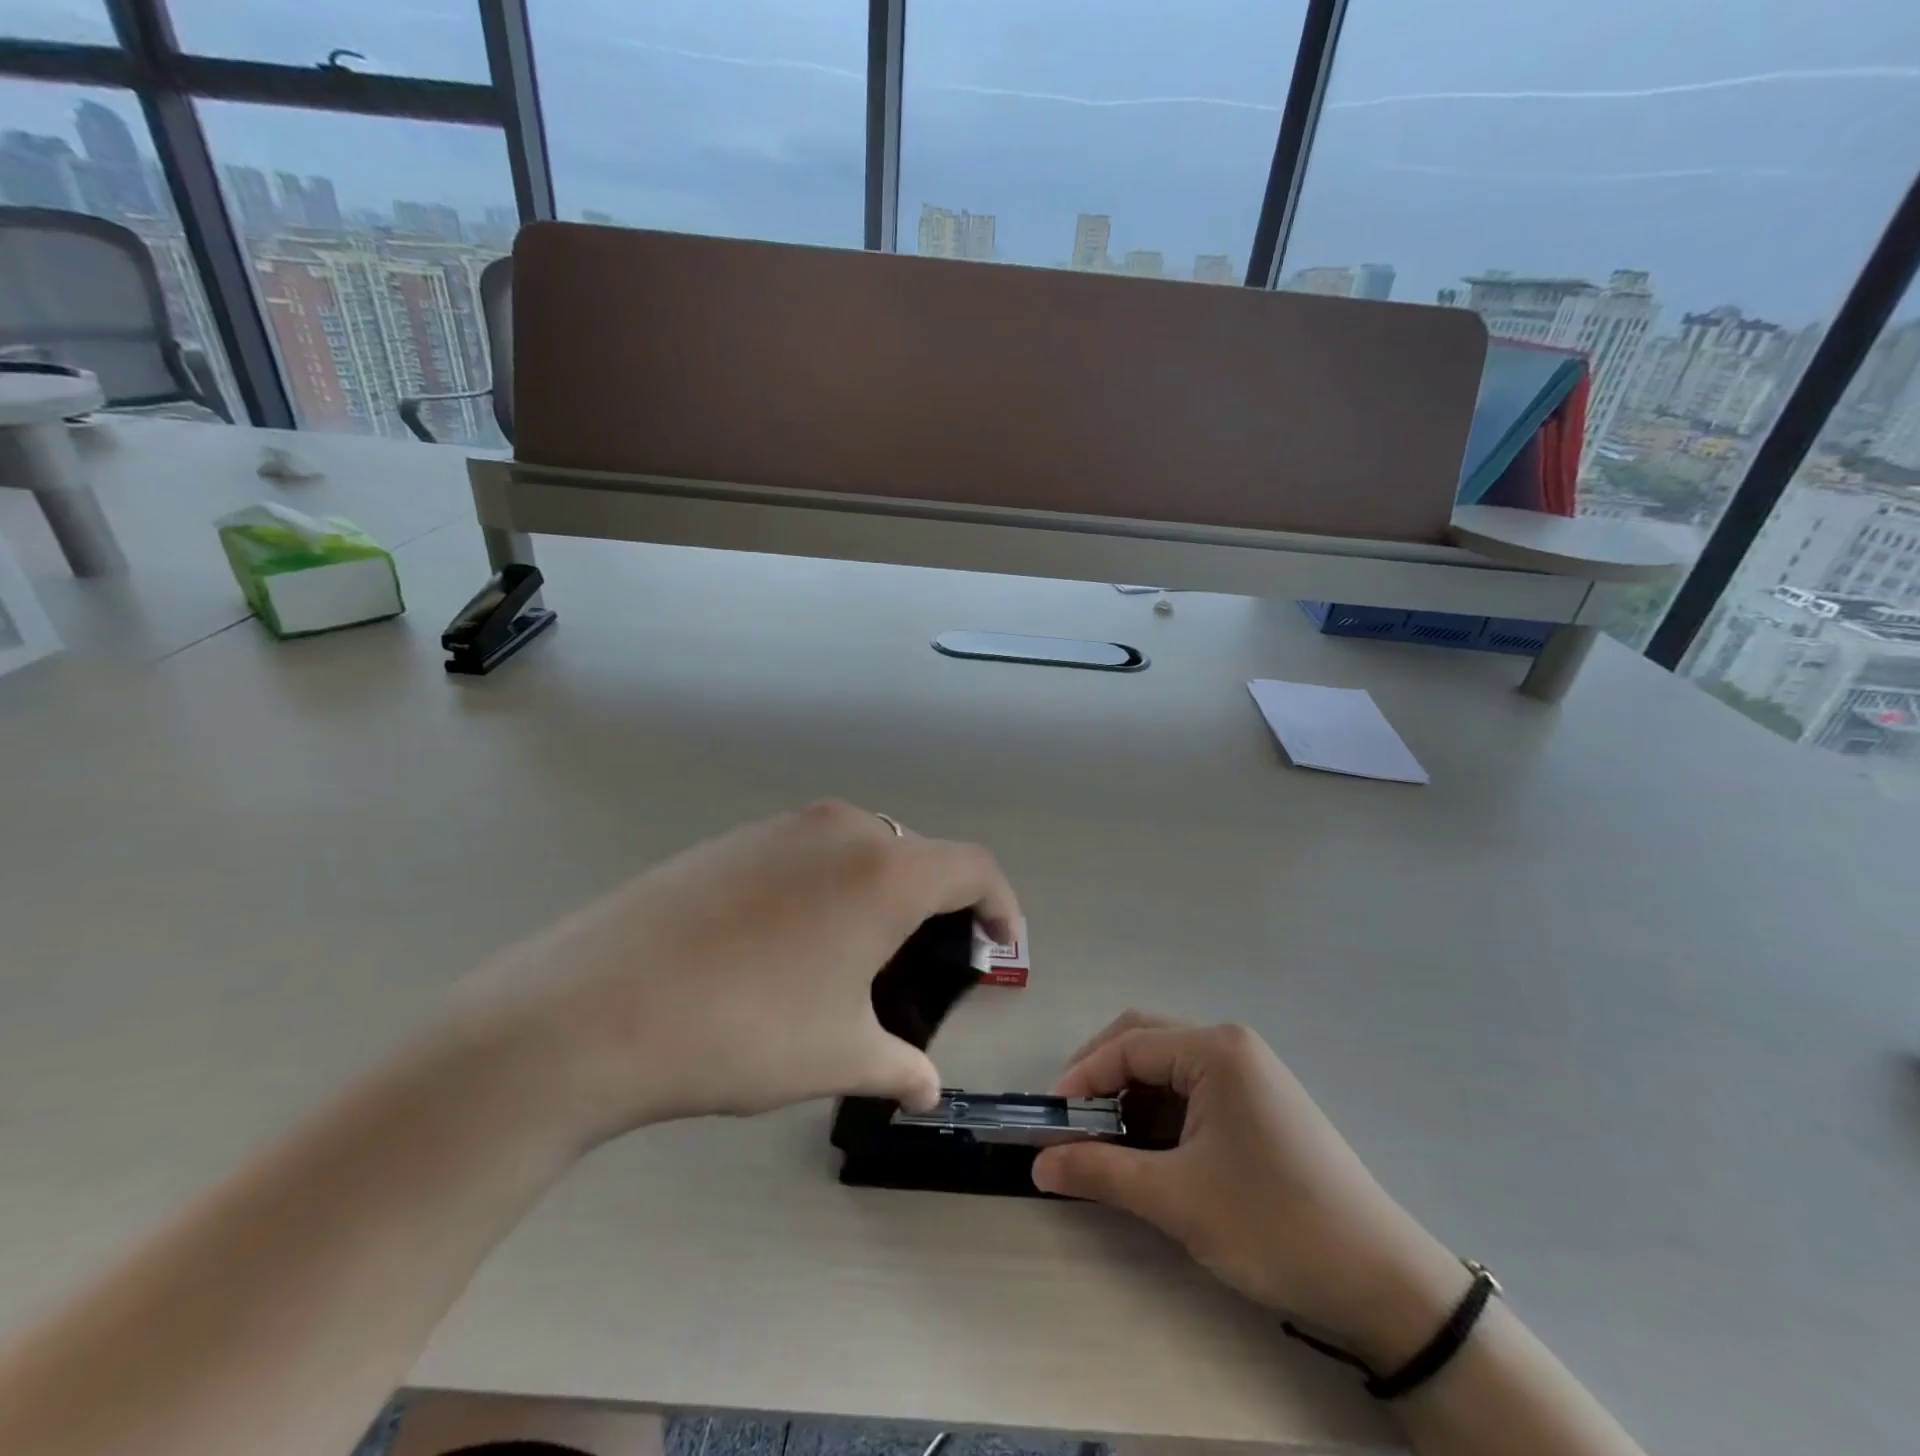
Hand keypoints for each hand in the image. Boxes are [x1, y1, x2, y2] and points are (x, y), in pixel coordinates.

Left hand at [448, 801, 1019, 1143]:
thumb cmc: (744, 1029)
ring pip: (862, 850)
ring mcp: (782, 827)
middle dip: (939, 907)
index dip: (1001, 908)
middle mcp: (842, 829)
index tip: (1000, 952)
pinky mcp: (735, 839)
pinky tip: (791, 945)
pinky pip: (810, 853)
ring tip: (857, 959)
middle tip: (927, 966)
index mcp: (885, 870)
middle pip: (919, 855)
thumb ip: (899, 1067)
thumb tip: (927, 1088)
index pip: (974, 869)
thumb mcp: (837, 1055)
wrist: (594, 1007)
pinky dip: (830, 887)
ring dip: (881, 895)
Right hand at [1032, 1014, 1468, 1367]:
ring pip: (1168, 1069)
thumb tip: (1039, 1165)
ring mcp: (1250, 1074)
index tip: (1051, 1118)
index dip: (1082, 1076)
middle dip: (1102, 1078)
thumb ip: (1101, 1172)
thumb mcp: (1178, 1200)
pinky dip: (1161, 1115)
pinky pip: (1194, 1092)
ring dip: (1130, 1099)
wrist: (1384, 1284)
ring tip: (1106, 1144)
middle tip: (1071, 1122)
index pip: (1129, 1045)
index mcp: (1216, 1050)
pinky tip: (1150, 1152)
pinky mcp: (1260, 1105)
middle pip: (1147, 1043)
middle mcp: (1232, 1047)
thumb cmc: (1274, 1225)